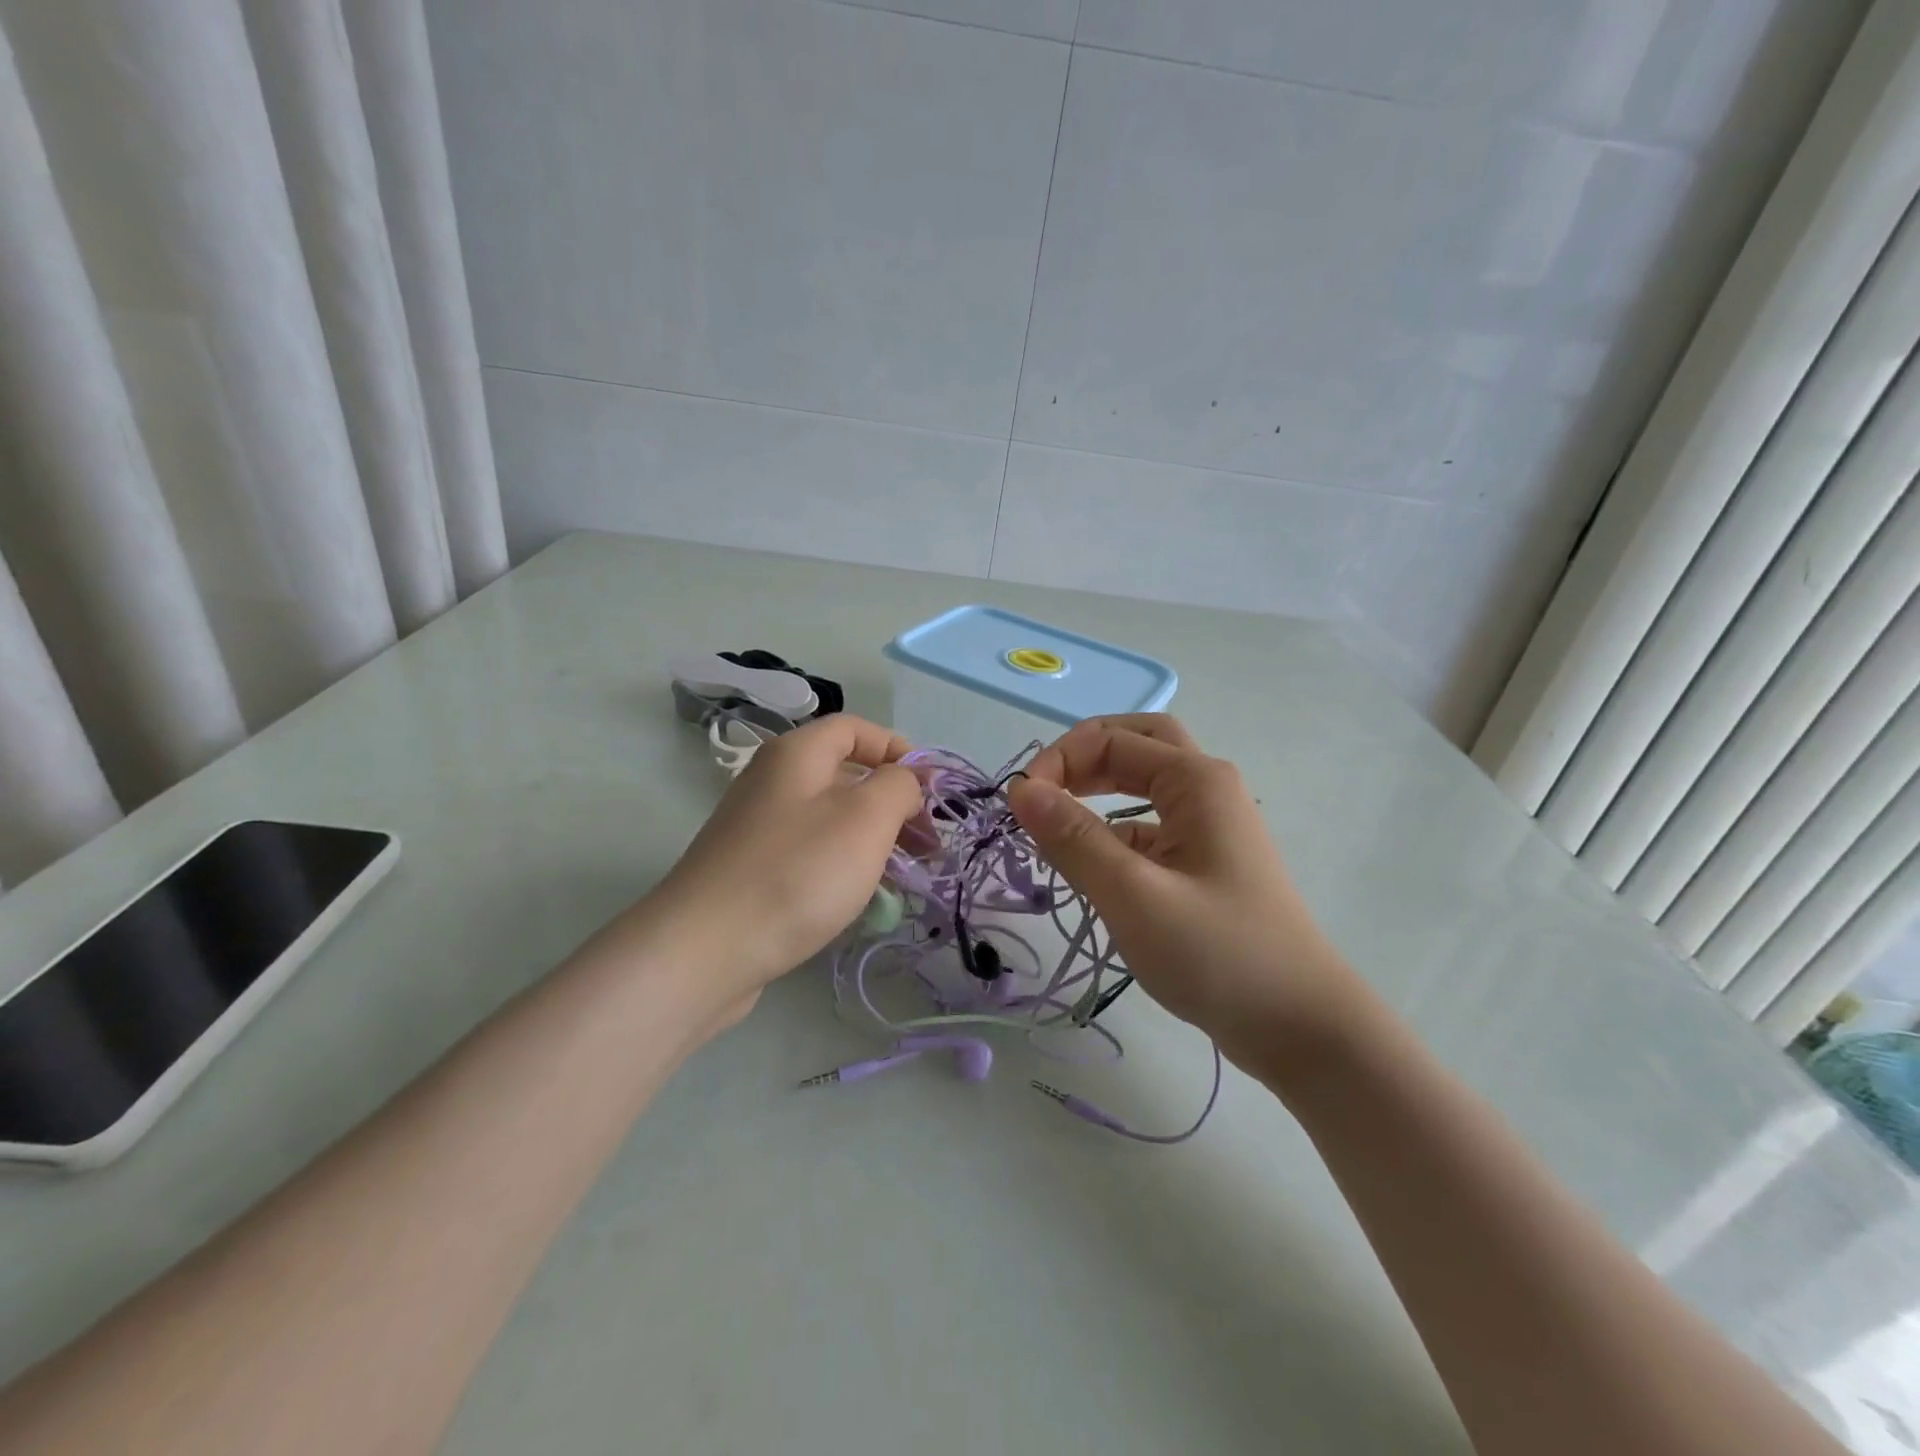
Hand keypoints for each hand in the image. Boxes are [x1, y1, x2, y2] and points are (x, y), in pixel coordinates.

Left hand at [650, 714, 922, 1014]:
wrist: (705, 949)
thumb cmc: (796, 872)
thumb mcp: (865, 818)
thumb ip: (897, 786)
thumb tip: (904, 780)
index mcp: (796, 754)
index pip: (855, 728)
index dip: (897, 748)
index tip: (929, 789)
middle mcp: (773, 781)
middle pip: (845, 774)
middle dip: (893, 802)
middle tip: (927, 842)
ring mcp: (758, 827)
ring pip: (830, 818)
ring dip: (873, 838)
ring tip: (905, 874)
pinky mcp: (752, 870)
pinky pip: (810, 852)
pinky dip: (843, 864)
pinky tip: (862, 897)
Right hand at [1007, 715, 1364, 1066]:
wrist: (1302, 1029)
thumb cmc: (1219, 955)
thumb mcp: (1134, 895)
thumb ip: (1073, 838)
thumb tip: (1021, 789)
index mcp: (1196, 780)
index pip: (1111, 739)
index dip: (1058, 761)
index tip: (1019, 808)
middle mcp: (1206, 790)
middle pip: (1136, 744)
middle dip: (1083, 758)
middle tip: (1043, 793)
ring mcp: (1210, 828)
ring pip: (1143, 787)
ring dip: (1097, 794)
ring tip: (1055, 832)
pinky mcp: (1205, 865)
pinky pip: (1150, 830)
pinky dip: (1114, 835)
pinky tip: (1093, 872)